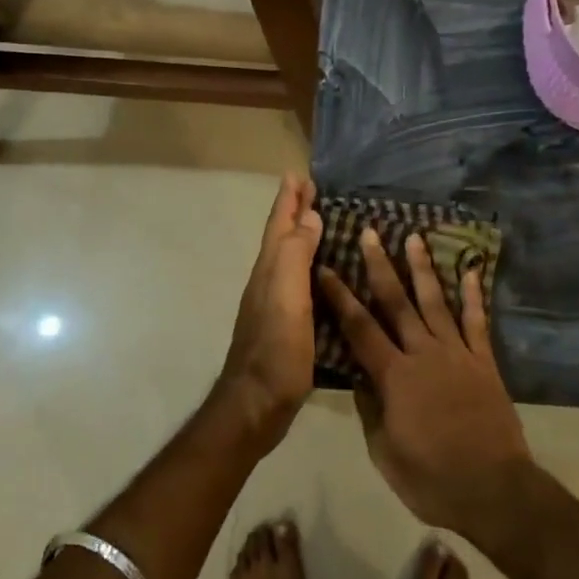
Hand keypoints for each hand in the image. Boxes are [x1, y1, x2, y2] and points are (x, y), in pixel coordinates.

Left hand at [215, 174, 322, 450]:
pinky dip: (308, 264)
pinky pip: (298, 279)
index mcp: (270, 269)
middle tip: (309, 188)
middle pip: (282, 236)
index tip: (298, 173)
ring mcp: (275, 303)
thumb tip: (309, 217)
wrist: (256, 404)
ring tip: (319, 221)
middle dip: (294, 211)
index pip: (280, 224)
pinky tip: (322, 272)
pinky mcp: (285, 324)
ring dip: (301, 235)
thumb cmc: (276, 349)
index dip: (289, 199)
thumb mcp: (288, 297)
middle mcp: (269, 280)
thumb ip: (296, 255)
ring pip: (288, 256)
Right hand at [319, 232, 532, 536]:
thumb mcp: (384, 452)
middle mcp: (423, 353)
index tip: (326, 268)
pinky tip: (471, 270)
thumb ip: (370, 409)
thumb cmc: (432, 480)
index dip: (340, 297)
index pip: (359, 328)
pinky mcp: (483, 361)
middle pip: (396, 302)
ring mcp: (457, 354)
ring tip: (414, 237)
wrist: (494, 490)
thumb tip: (358, 375)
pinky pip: (477, 321)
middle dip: (380, 266)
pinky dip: (473, 295)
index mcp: (394, 376)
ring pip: (435, 302)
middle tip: (370, 233)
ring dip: (422, 268)